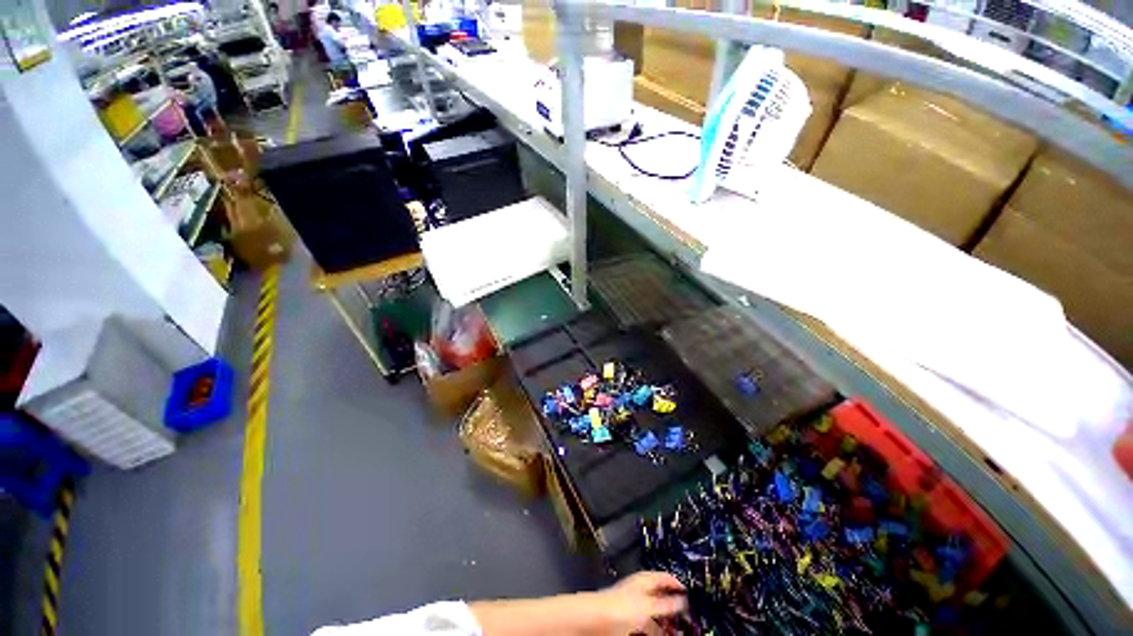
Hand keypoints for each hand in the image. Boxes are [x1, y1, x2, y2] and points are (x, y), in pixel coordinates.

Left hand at [592, 572, 686, 634]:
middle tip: (686, 614)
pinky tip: (659, 635)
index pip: (664, 577)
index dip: (676, 582)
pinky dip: (654, 629)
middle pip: (659, 596)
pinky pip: (646, 625)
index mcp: (643, 580)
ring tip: (676, 630)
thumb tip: (682, 599)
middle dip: (672, 605)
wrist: (596, 618)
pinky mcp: (626, 620)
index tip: (687, 590)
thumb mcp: (648, 605)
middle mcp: (638, 590)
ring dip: (664, 622)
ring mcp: (632, 605)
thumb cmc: (618, 605)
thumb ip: (666, 603)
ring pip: (654, 613)